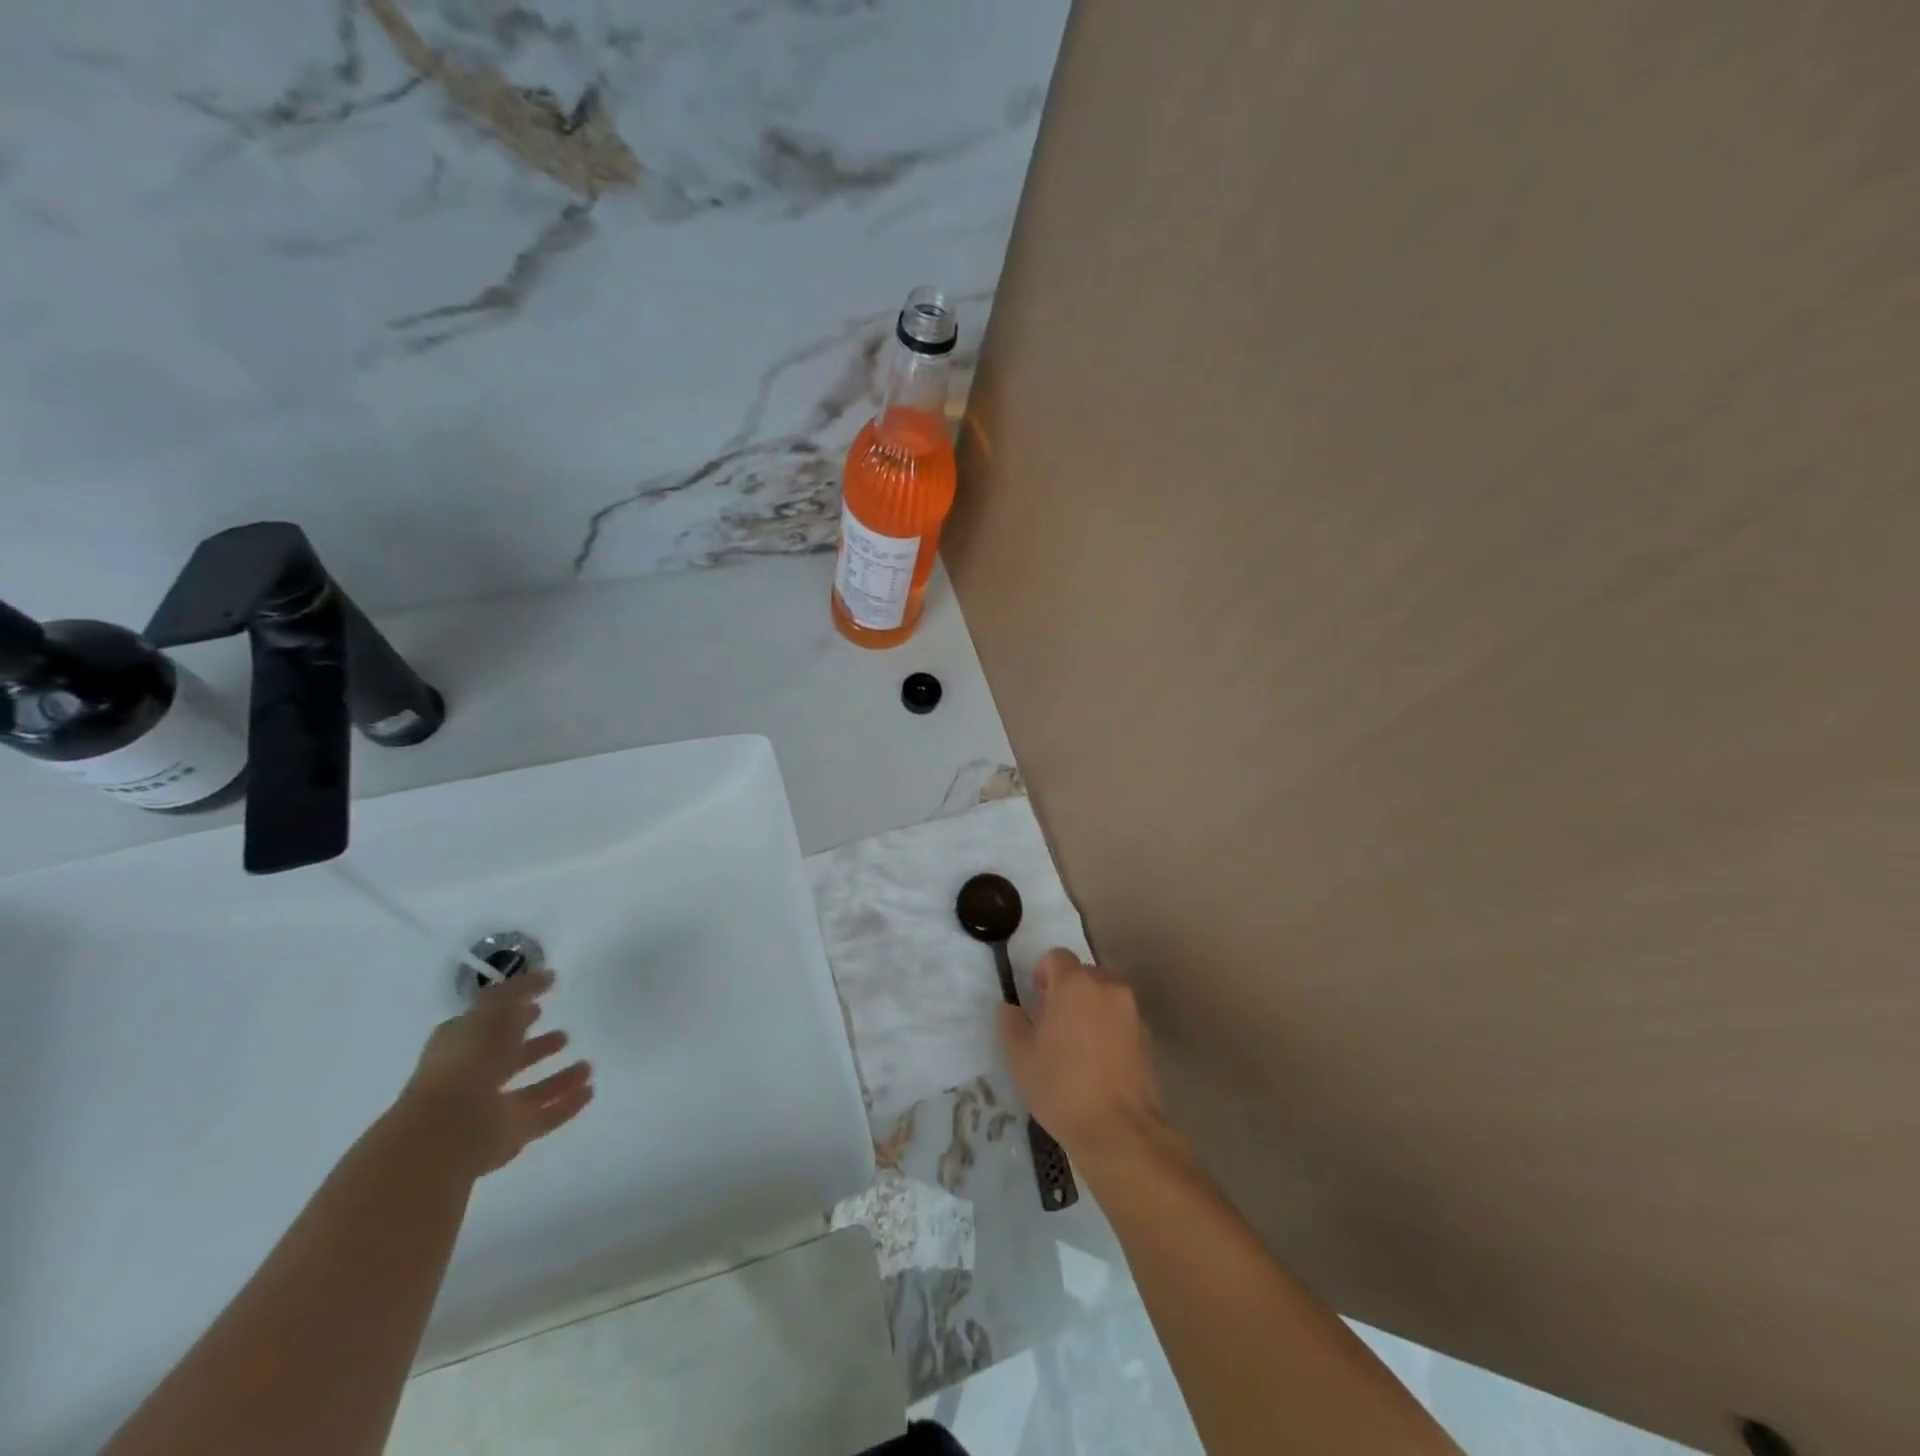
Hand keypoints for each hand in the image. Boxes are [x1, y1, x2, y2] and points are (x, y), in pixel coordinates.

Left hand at [398, 969, 593, 1176]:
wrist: (449, 1128)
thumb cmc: (467, 1059)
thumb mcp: (492, 1009)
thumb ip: (518, 990)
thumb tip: (546, 976)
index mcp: (461, 1044)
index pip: (489, 1024)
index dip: (512, 1011)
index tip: (541, 999)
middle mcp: (474, 1076)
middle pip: (509, 1059)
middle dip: (535, 1046)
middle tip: (565, 1033)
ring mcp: (491, 1108)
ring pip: (530, 1091)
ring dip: (558, 1078)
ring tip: (587, 1065)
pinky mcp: (510, 1134)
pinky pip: (545, 1115)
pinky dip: (567, 1104)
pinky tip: (590, 1090)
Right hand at [997, 948, 1167, 1164]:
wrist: (1117, 1129)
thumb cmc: (1060, 1086)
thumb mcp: (1019, 1056)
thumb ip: (1011, 1022)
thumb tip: (1011, 1008)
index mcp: (1074, 984)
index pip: (1057, 956)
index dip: (1042, 973)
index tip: (1036, 1000)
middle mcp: (1107, 987)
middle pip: (1083, 973)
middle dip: (1066, 990)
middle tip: (1052, 1023)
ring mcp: (1131, 1011)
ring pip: (1104, 994)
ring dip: (1089, 1007)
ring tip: (1076, 1044)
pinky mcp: (1147, 1035)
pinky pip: (1120, 1018)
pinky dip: (1108, 1027)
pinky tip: (1098, 1061)